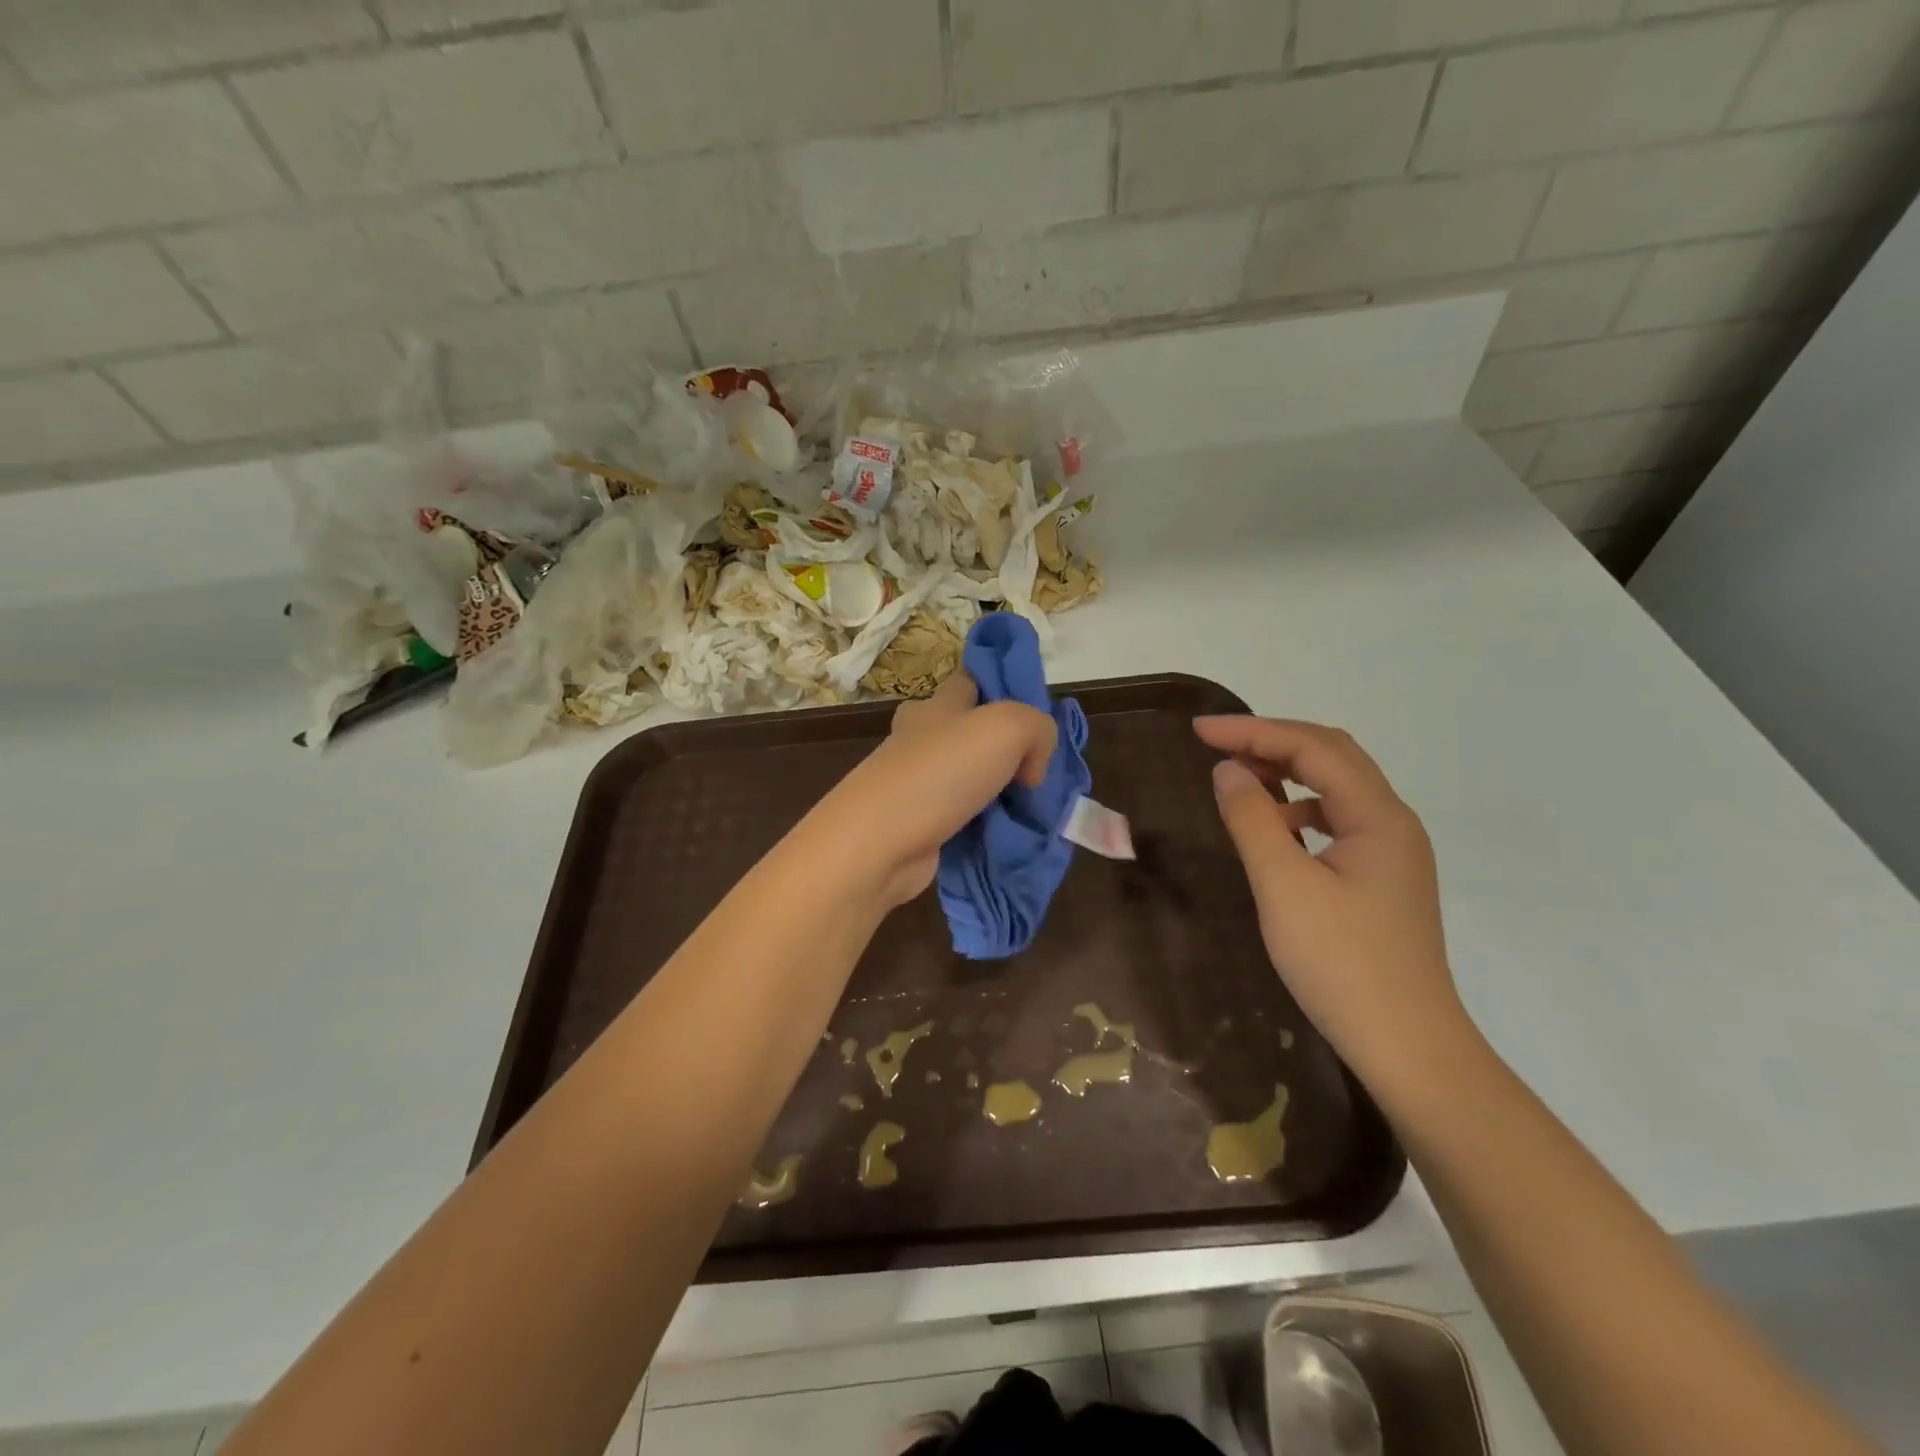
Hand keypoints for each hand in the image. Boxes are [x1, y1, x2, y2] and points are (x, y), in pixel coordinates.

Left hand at [805, 672, 1056, 907]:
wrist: (881, 843)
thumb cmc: (942, 772)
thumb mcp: (1008, 727)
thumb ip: (1038, 730)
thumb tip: (1033, 768)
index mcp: (937, 705)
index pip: (971, 680)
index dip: (1002, 686)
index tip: (1035, 713)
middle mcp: (923, 739)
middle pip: (971, 732)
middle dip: (1006, 748)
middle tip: (1039, 769)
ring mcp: (917, 784)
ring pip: (970, 777)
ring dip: (1000, 791)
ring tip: (1034, 807)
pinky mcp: (918, 825)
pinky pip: (963, 816)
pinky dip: (985, 825)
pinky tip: (1009, 834)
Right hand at [1195, 716, 1470, 1080]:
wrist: (1407, 1046)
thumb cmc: (1342, 964)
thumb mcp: (1284, 887)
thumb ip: (1252, 820)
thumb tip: (1228, 770)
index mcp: (1378, 817)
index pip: (1314, 748)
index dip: (1254, 731)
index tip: (1199, 731)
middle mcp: (1393, 822)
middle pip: (1333, 756)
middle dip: (1272, 741)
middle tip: (1216, 744)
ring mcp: (1391, 851)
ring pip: (1337, 787)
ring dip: (1287, 772)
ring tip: (1240, 779)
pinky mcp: (1382, 877)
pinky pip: (1337, 820)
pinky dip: (1299, 809)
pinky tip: (1274, 830)